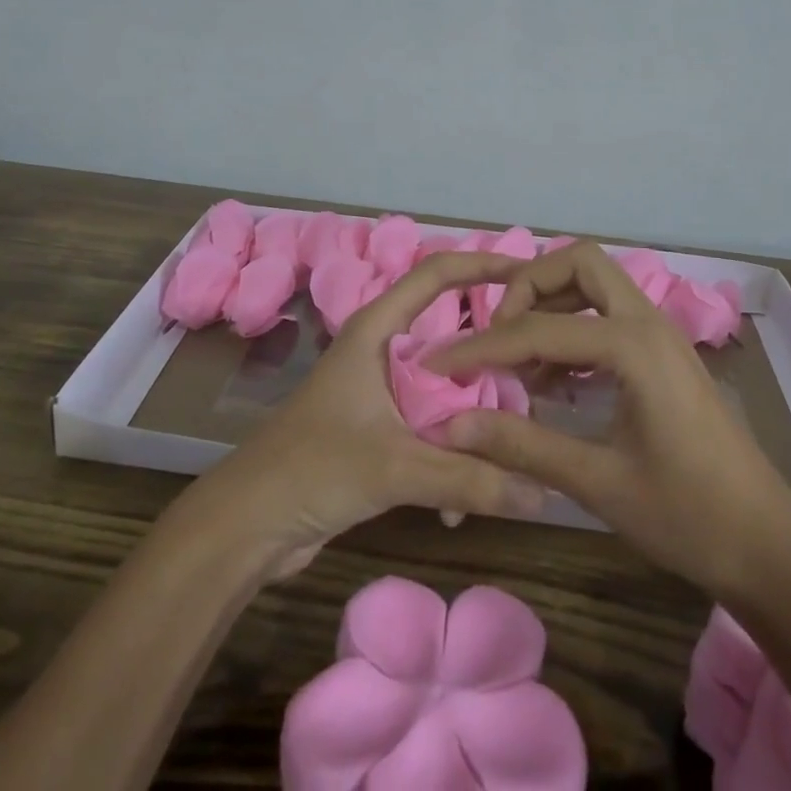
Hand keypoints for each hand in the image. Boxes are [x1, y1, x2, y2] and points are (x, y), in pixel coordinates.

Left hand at [186, 252, 545, 577]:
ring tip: (516, 442)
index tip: (529, 273)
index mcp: (377, 329)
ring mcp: (379, 392)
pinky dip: (452, 452)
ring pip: (444, 387)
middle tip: (539, 371)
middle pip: (450, 335)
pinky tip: (464, 501)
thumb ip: (470, 477)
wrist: (245, 526)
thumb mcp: (395, 467)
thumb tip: (544, 496)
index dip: (482, 264)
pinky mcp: (378, 431)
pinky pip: (431, 427)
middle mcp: (381, 350)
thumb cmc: (313, 469)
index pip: (436, 274)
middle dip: (492, 354)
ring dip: (474, 414)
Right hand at [427, 241, 790, 600]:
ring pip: (596, 284)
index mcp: (633, 344)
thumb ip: (522, 445)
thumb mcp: (598, 482)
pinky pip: (608, 314)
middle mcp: (647, 321)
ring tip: (519, 359)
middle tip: (497, 335)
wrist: (769, 548)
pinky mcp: (663, 354)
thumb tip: (452, 424)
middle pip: (578, 263)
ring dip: (552, 303)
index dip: (482, 347)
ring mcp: (660, 334)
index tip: (439, 366)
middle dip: (529, 287)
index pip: (538, 328)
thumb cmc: (688, 516)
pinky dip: (573, 327)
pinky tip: (553, 379)